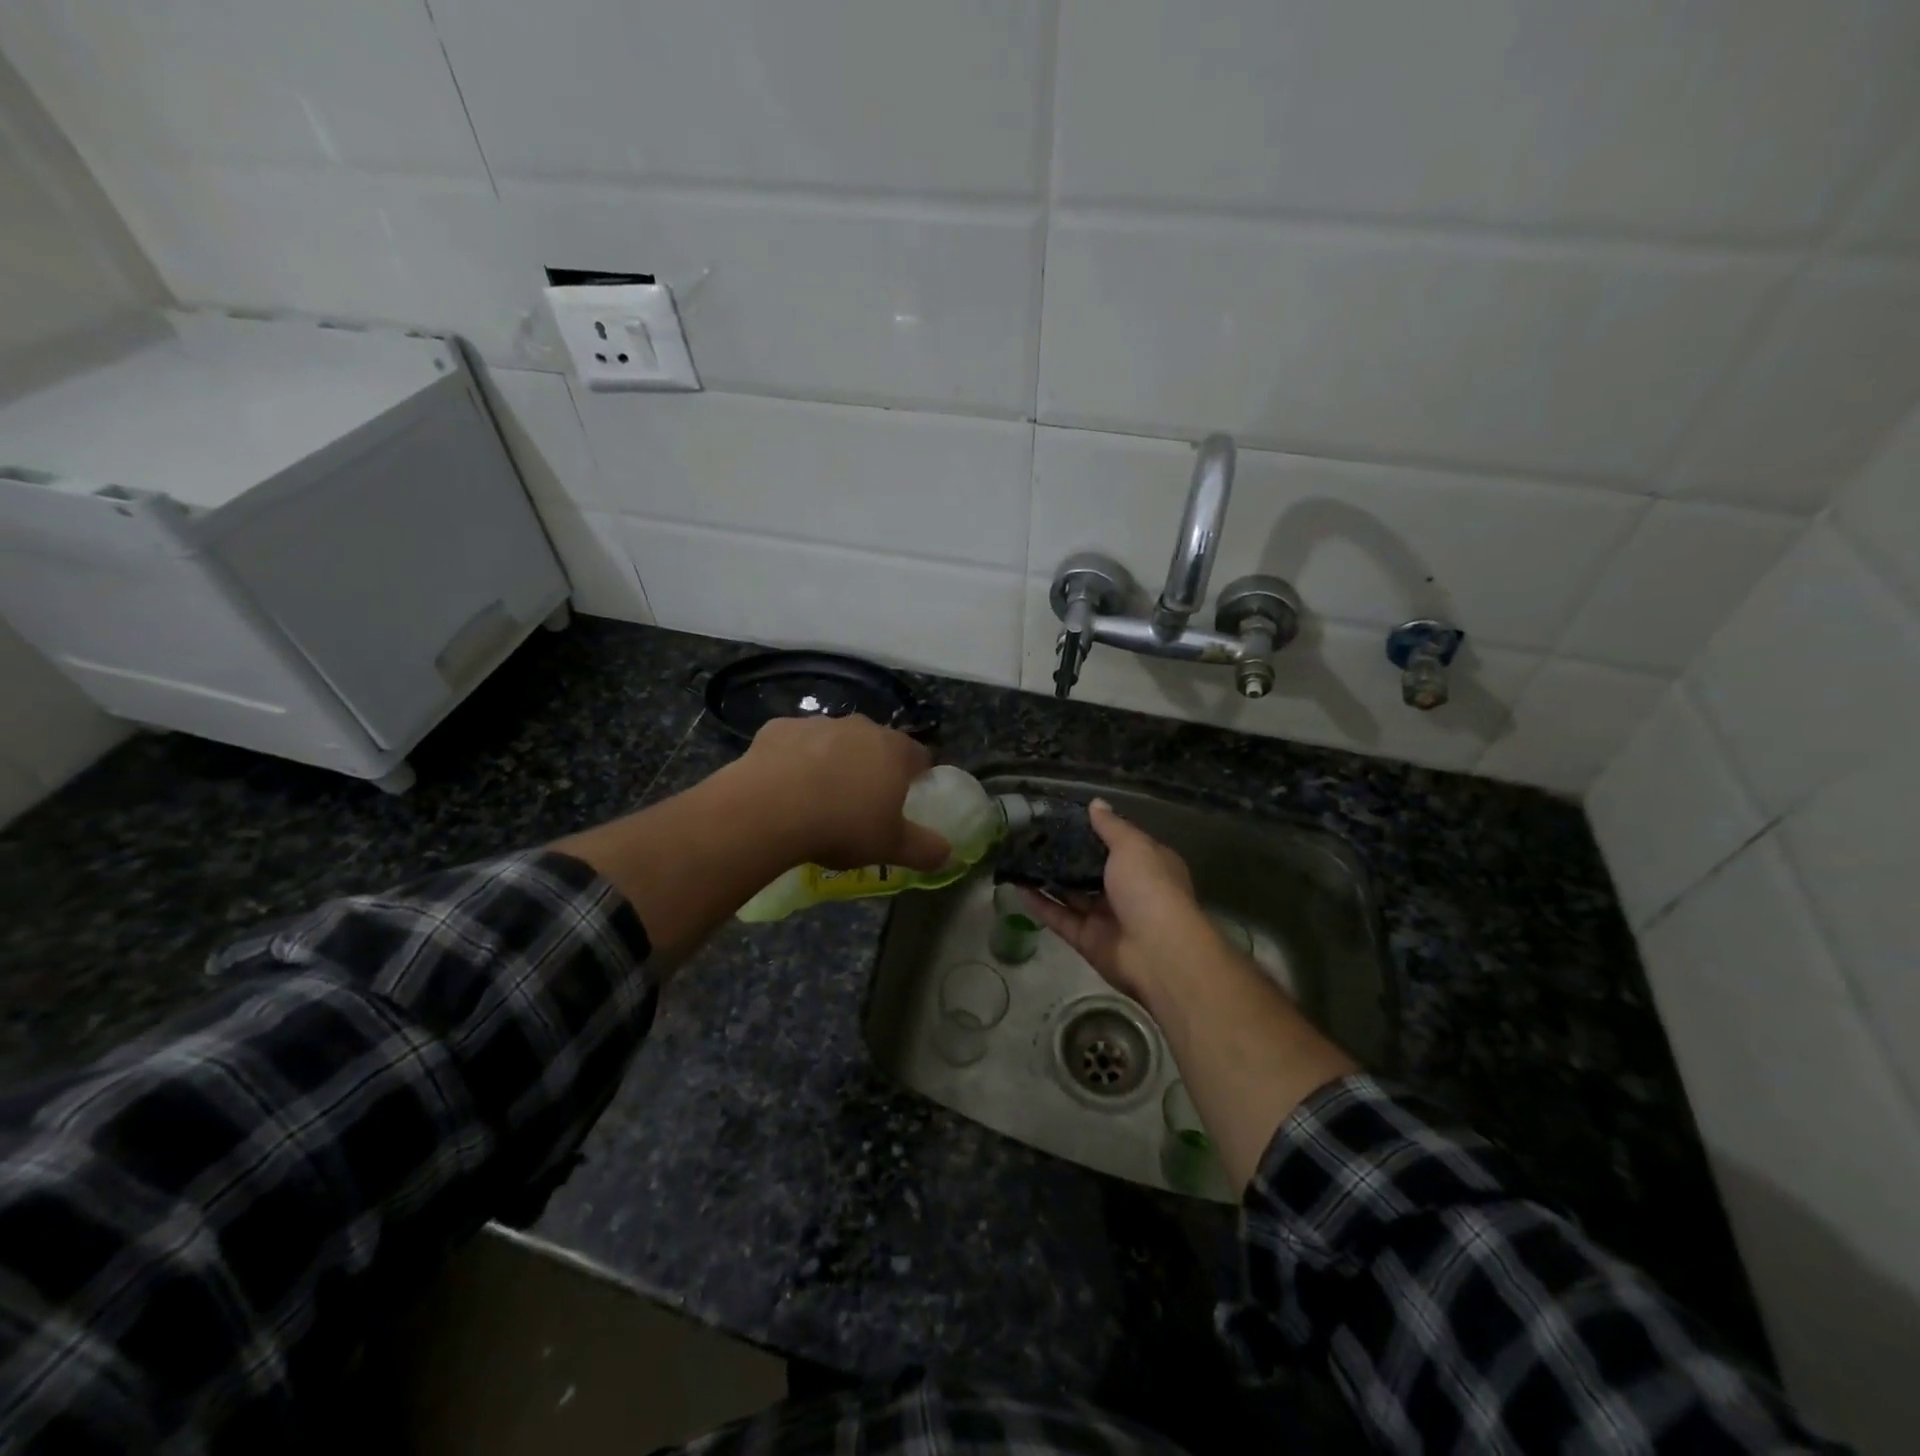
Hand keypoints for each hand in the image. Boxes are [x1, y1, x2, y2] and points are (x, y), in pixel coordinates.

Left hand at [736, 715, 949, 871]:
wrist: (771, 808)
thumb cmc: (843, 825)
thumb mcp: (891, 847)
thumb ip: (925, 849)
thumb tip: (949, 854)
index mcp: (895, 751)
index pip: (920, 756)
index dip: (917, 776)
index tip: (907, 797)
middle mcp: (860, 727)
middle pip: (876, 744)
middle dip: (872, 766)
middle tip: (861, 802)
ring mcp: (818, 723)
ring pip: (834, 740)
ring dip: (833, 760)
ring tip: (819, 796)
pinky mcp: (779, 727)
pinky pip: (794, 743)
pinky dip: (794, 759)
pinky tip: (784, 786)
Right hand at [1021, 800, 1211, 1006]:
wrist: (1157, 952)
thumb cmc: (1150, 888)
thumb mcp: (1132, 847)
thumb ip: (1111, 826)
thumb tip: (1096, 803)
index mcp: (1147, 865)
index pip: (1120, 843)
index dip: (1095, 830)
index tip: (1064, 817)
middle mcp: (1128, 889)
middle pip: (1092, 869)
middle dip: (1067, 854)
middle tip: (1034, 836)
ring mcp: (1107, 916)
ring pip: (1073, 894)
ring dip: (1049, 878)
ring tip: (1020, 857)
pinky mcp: (1087, 939)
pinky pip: (1060, 917)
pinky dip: (1040, 903)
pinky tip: (1017, 886)